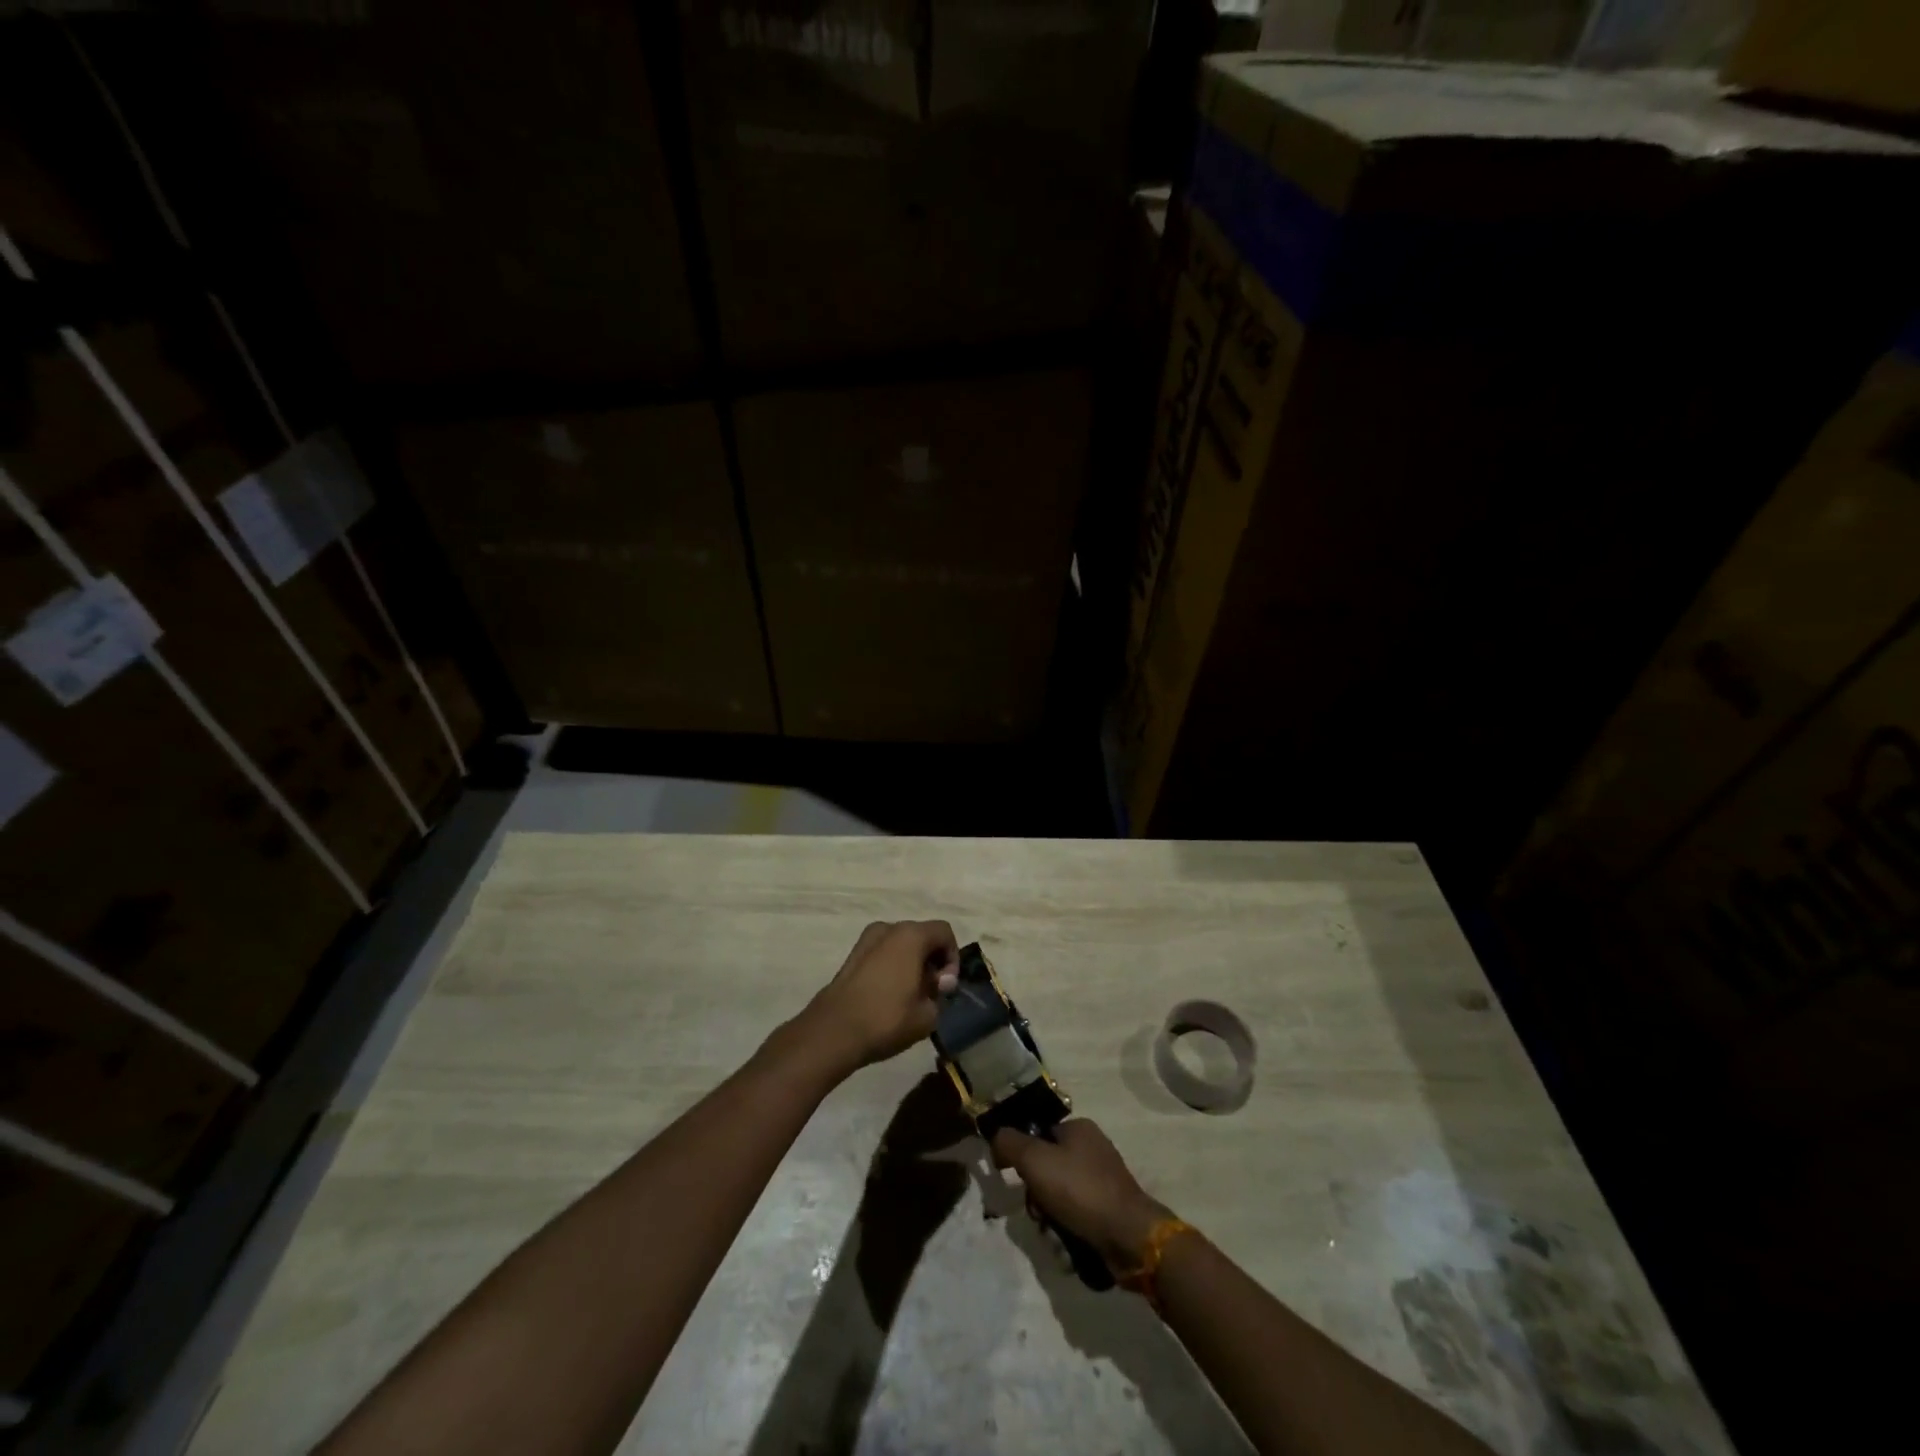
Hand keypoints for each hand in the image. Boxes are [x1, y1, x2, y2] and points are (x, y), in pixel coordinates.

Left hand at [798, 921, 960, 1074]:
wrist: (834, 1031)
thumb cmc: (886, 1019)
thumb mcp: (927, 1015)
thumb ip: (939, 993)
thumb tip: (936, 983)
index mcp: (911, 935)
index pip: (944, 932)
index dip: (952, 958)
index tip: (946, 987)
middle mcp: (888, 928)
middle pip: (922, 935)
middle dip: (932, 960)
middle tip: (931, 991)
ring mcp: (866, 939)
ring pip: (900, 944)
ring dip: (912, 963)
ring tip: (911, 995)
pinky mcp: (852, 955)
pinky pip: (883, 953)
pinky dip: (893, 966)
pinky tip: (890, 995)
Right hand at [991, 1119, 1171, 1272]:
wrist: (1128, 1236)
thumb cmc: (1080, 1189)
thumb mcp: (1034, 1159)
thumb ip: (1009, 1143)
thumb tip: (996, 1138)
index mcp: (1079, 1128)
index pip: (1038, 1134)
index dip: (1022, 1156)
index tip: (1017, 1178)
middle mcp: (1092, 1148)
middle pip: (1047, 1168)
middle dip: (1036, 1194)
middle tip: (1037, 1212)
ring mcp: (1103, 1180)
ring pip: (1058, 1195)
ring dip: (1049, 1216)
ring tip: (1052, 1232)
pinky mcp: (1108, 1210)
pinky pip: (1075, 1215)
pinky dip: (1066, 1229)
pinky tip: (1066, 1243)